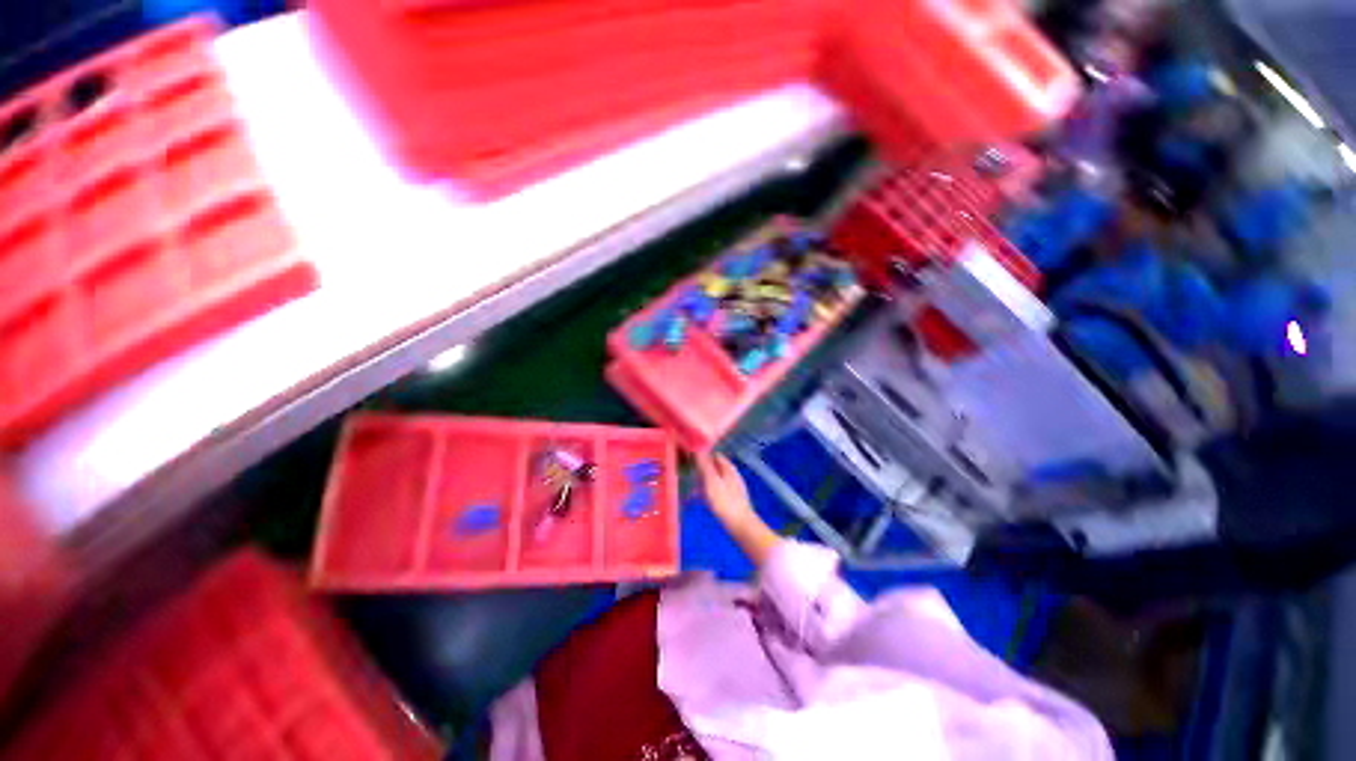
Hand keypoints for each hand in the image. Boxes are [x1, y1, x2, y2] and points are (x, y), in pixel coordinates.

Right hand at [696, 452, 780, 567]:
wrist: (741, 525)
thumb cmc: (725, 502)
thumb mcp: (711, 482)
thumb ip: (705, 465)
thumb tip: (698, 449)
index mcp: (729, 468)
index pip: (715, 455)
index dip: (703, 455)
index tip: (691, 459)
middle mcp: (733, 475)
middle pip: (716, 466)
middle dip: (703, 468)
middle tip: (690, 473)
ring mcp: (734, 487)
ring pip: (717, 478)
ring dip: (705, 480)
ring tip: (693, 487)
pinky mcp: (733, 499)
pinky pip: (719, 489)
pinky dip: (710, 490)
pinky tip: (703, 499)